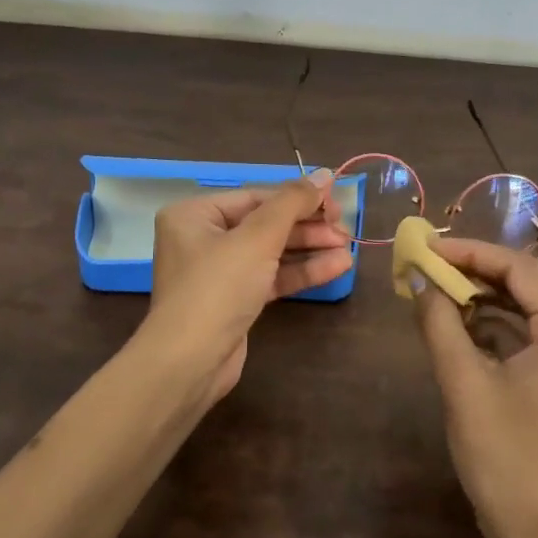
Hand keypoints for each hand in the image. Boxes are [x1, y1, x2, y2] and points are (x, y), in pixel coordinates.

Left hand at [141, 170, 351, 398]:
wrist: (190, 363)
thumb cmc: (217, 288)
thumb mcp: (257, 238)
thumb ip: (292, 203)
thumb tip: (324, 174)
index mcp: (195, 214)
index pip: (255, 197)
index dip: (298, 198)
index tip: (335, 202)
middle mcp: (203, 238)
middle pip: (265, 224)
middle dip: (306, 227)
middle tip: (344, 229)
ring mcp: (218, 272)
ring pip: (271, 252)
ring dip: (309, 249)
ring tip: (348, 248)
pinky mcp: (234, 300)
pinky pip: (271, 277)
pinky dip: (300, 272)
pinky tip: (336, 268)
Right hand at [412, 236, 537, 537]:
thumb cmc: (504, 458)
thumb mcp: (463, 383)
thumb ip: (439, 322)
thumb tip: (418, 278)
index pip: (523, 269)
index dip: (472, 253)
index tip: (428, 248)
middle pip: (532, 284)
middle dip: (479, 272)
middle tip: (431, 266)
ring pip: (533, 309)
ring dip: (488, 298)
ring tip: (440, 293)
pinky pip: (537, 336)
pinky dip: (500, 327)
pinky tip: (462, 327)